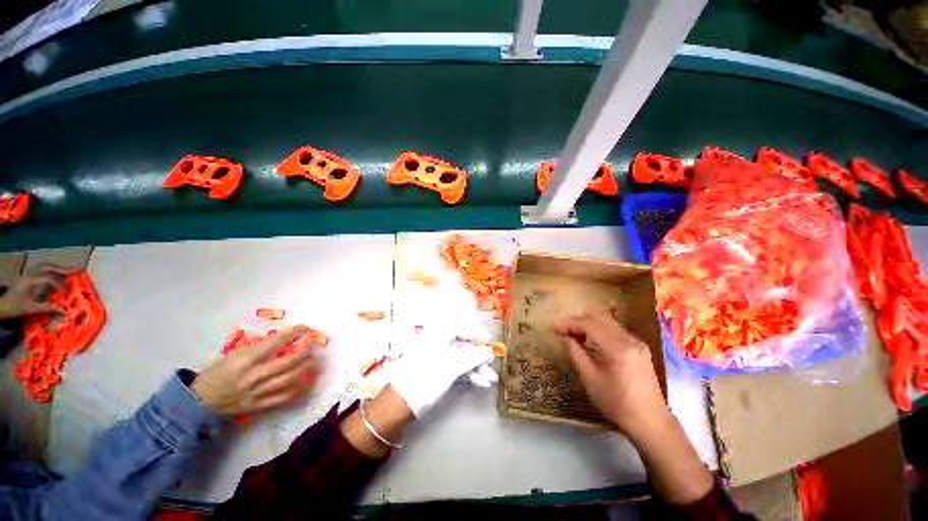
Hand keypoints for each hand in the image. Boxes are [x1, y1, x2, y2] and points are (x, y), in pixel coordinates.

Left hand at [0, 265, 72, 319]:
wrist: (2, 306)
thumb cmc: (15, 308)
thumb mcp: (32, 309)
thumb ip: (48, 308)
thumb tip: (63, 310)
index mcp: (30, 281)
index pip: (49, 279)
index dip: (60, 285)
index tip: (66, 294)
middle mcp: (29, 275)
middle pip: (48, 267)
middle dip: (62, 269)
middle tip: (76, 271)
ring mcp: (28, 274)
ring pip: (44, 266)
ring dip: (57, 268)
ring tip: (68, 271)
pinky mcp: (28, 277)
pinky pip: (41, 269)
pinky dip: (51, 270)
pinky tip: (56, 274)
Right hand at [191, 326, 319, 415]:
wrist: (198, 401)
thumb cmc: (216, 372)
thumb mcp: (233, 354)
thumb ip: (257, 349)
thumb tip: (283, 340)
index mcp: (244, 361)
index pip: (274, 344)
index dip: (292, 334)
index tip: (303, 328)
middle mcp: (253, 376)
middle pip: (287, 363)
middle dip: (304, 351)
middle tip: (310, 344)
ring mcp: (257, 393)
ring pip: (290, 379)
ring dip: (306, 368)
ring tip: (313, 360)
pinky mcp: (259, 405)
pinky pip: (284, 396)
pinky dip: (299, 387)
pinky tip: (306, 380)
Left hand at [389, 330, 494, 416]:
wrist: (399, 405)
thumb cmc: (425, 379)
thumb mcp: (451, 367)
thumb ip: (472, 356)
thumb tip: (489, 350)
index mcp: (437, 336)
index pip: (460, 329)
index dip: (476, 335)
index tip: (490, 342)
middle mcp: (437, 344)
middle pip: (462, 346)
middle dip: (479, 358)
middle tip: (492, 367)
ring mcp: (436, 359)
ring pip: (460, 359)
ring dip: (476, 369)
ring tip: (490, 380)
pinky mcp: (436, 372)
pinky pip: (455, 369)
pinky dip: (467, 375)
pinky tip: (480, 383)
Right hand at [555, 307, 667, 441]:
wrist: (651, 423)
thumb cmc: (617, 403)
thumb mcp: (590, 379)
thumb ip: (575, 353)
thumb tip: (564, 337)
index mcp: (618, 347)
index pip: (590, 324)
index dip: (570, 323)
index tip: (555, 328)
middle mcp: (629, 339)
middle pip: (600, 318)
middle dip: (579, 321)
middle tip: (564, 331)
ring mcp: (637, 343)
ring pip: (608, 322)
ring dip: (589, 324)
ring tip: (575, 336)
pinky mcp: (639, 348)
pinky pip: (615, 330)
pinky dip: (600, 330)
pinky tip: (592, 341)